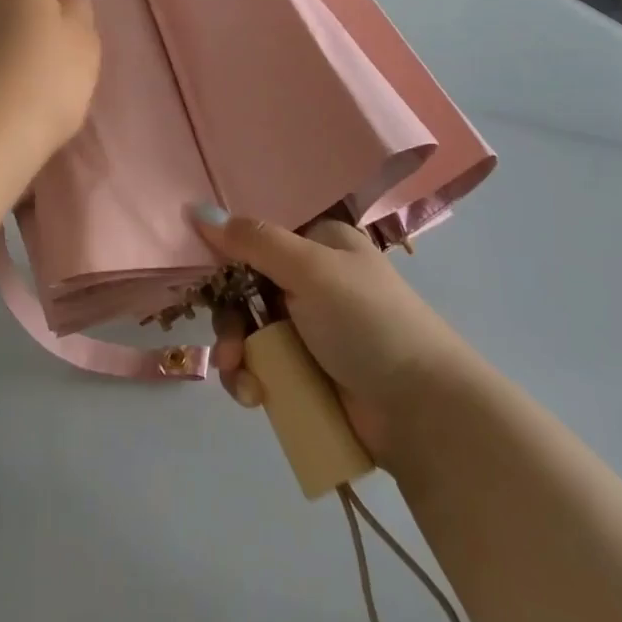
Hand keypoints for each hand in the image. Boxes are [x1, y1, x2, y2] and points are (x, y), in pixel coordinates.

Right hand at [191, 210, 467, 463]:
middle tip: (231, 348)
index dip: (225, 255)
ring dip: (237, 355)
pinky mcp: (307, 372)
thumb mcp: (311, 270)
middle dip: (230, 320)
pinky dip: (251, 379)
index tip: (204, 278)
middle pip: (244, 287)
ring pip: (248, 330)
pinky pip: (262, 366)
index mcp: (318, 243)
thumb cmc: (368, 322)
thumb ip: (254, 241)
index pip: (256, 236)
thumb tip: (198, 209)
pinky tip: (255, 397)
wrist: (423, 412)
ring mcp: (309, 329)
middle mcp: (310, 280)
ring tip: (243, 381)